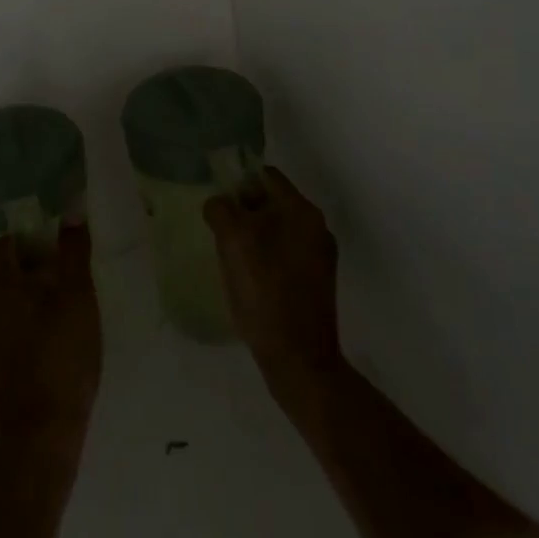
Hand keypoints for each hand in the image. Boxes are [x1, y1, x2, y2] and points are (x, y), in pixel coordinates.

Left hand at [0, 220, 102, 453]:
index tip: (57, 239)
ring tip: (67, 300)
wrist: (43, 436)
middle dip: (36, 264)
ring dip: (34, 294)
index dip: (31, 235)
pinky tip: (57, 332)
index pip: (7, 244)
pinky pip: (10, 325)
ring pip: (10, 300)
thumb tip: (71, 214)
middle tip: (69, 268)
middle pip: (8, 271)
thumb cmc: (61, 357)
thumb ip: (74, 253)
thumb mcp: (77, 297)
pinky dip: (29, 319)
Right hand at [205, 167, 345, 404]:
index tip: (218, 201)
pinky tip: (249, 279)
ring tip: (231, 257)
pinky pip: (286, 254)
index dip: (239, 181)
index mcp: (301, 210)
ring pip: (278, 229)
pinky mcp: (317, 283)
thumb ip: (221, 209)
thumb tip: (218, 203)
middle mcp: (317, 227)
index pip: (266, 175)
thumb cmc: (265, 292)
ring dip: (255, 235)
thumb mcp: (233, 241)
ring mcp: (320, 257)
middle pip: (273, 202)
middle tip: (220, 230)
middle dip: (245, 210)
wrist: (300, 362)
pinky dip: (267, 257)